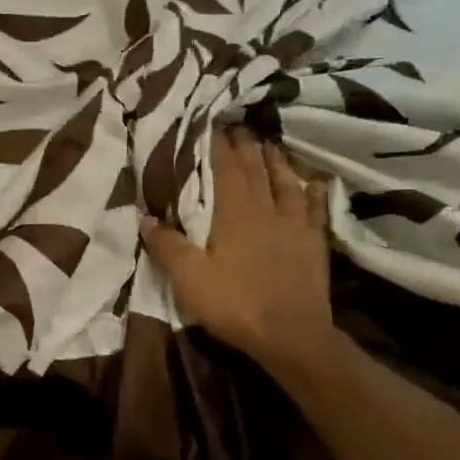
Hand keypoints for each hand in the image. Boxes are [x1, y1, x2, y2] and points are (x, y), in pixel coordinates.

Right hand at [139, 128, 337, 374]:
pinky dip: (312, 190)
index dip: (217, 144)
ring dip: (274, 160)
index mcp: (235, 212)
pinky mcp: (314, 243)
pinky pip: (314, 208)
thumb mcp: (188, 278)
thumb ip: (166, 245)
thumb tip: (145, 216)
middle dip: (244, 145)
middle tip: (237, 125)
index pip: (224, 167)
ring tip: (268, 143)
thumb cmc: (235, 303)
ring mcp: (294, 225)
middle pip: (255, 168)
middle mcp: (266, 209)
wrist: (292, 336)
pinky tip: (313, 181)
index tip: (209, 123)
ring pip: (284, 181)